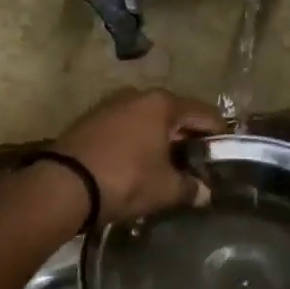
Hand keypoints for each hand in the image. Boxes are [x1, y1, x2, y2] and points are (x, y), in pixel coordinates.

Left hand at [52, 89, 222, 223]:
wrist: (63, 185)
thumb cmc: (125, 179)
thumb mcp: (165, 189)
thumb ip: (190, 188)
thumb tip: (204, 192)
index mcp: (162, 104)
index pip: (204, 114)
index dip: (219, 134)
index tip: (226, 154)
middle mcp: (137, 96)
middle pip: (174, 115)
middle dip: (187, 139)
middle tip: (197, 164)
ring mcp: (110, 105)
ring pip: (147, 121)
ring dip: (159, 141)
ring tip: (167, 167)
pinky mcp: (89, 121)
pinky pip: (124, 129)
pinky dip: (136, 143)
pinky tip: (137, 165)